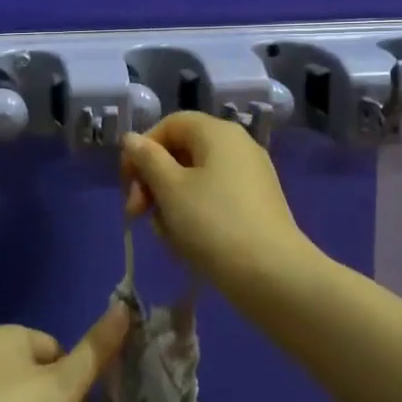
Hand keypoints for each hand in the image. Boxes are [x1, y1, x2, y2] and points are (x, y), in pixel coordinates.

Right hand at [120, 111, 314, 287]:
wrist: (273, 276)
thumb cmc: (213, 223)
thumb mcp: (170, 188)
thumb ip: (146, 159)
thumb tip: (132, 139)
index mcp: (218, 133)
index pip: (169, 125)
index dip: (142, 149)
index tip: (128, 183)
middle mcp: (237, 147)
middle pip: (180, 153)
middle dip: (153, 182)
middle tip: (137, 214)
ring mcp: (249, 178)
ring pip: (193, 181)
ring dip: (170, 205)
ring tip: (165, 236)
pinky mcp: (255, 207)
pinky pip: (213, 201)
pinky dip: (194, 216)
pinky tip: (186, 245)